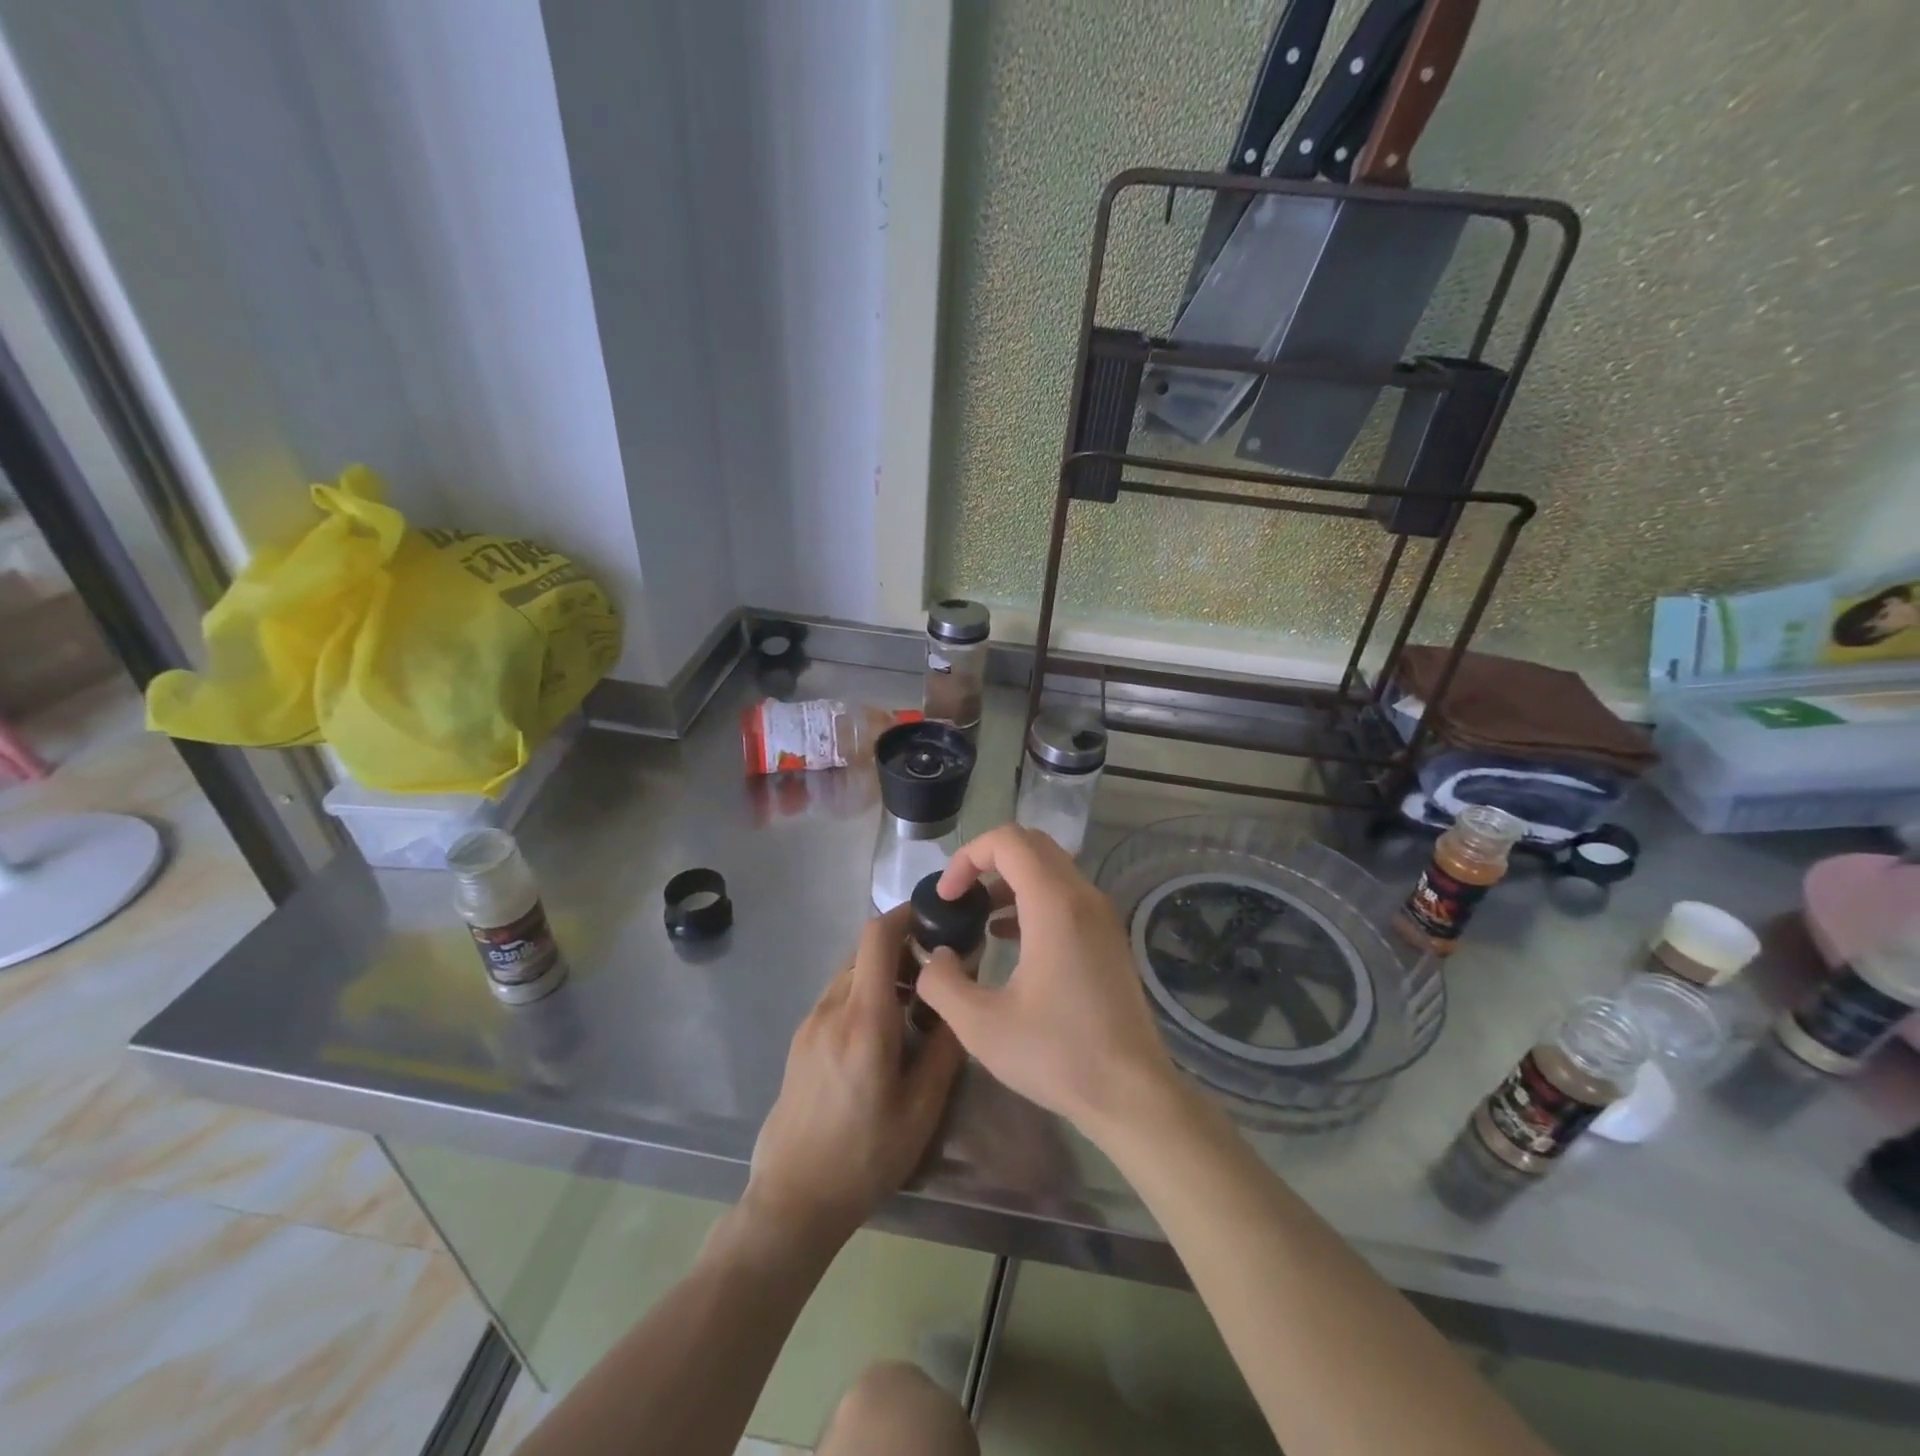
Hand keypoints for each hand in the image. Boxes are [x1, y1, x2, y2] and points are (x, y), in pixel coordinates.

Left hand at [746, 904, 964, 1246]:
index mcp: (864, 1019)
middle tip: (938, 970)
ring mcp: (810, 1022)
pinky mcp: (801, 1039)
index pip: (877, 936)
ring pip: (851, 972)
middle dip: (903, 947)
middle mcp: (832, 1008)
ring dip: (883, 971)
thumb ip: (944, 1044)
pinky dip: (864, 992)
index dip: (906, 914)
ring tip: (915, 1004)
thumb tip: (960, 994)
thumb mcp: (922, 1108)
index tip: (937, 916)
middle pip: (865, 950)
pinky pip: (838, 995)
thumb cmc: (865, 1156)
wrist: (793, 1199)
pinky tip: (884, 1031)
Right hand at [915, 825, 1176, 1141]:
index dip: (967, 857)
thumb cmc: (1057, 1054)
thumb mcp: (980, 1026)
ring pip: (1051, 868)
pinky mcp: (1109, 937)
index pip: (1007, 841)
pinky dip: (1033, 900)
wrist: (1132, 1094)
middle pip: (1032, 845)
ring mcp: (1102, 916)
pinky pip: (1066, 895)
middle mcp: (1083, 897)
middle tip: (960, 897)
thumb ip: (942, 982)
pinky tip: (1010, 939)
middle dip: (987, 861)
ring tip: (979, 918)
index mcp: (1054, 904)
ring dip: (1010, 880)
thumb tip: (934, 955)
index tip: (947, 897)